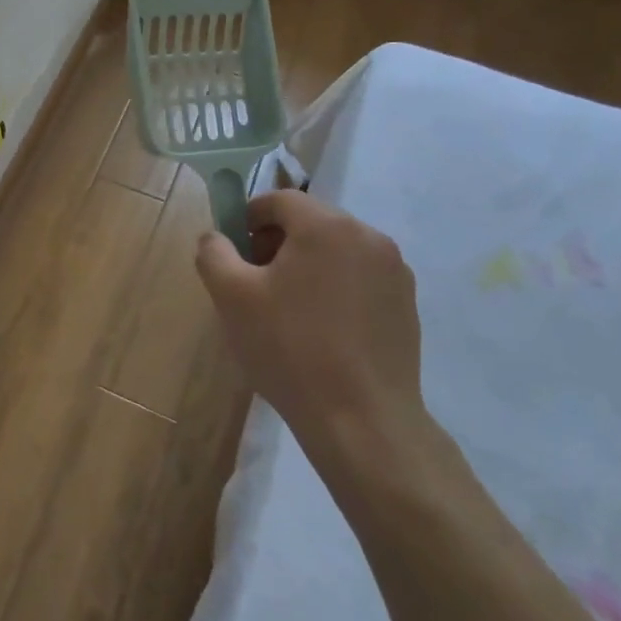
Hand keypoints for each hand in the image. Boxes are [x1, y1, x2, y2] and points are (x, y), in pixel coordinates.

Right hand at [194, 188, 427, 479]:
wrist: (363, 421)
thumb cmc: (290, 347)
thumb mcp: (231, 295)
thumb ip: (213, 252)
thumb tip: (216, 237)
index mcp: (327, 226)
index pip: (280, 200)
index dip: (249, 217)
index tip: (234, 252)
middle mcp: (368, 237)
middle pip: (310, 221)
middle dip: (276, 242)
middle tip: (254, 281)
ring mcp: (395, 272)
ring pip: (336, 249)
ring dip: (306, 264)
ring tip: (286, 309)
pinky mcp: (407, 304)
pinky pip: (359, 277)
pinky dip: (334, 287)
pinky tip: (320, 329)